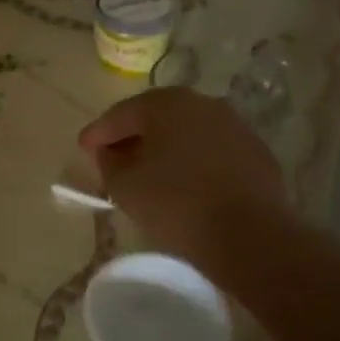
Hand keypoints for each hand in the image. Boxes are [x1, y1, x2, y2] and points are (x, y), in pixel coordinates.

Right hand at [78, 88, 288, 271]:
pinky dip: (194, 161)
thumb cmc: (176, 204)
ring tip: (149, 172)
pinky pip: (212, 151)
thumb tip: (110, 151)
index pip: (121, 114)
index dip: (98, 132)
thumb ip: (108, 161)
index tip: (83, 148)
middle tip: (113, 156)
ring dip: (166, 147)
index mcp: (166, 104)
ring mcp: (234, 126)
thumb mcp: (124, 185)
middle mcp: (202, 104)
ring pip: (187, 132)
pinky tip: (185, 184)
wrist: (251, 236)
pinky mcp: (256, 153)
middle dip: (133, 135)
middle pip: (156, 117)